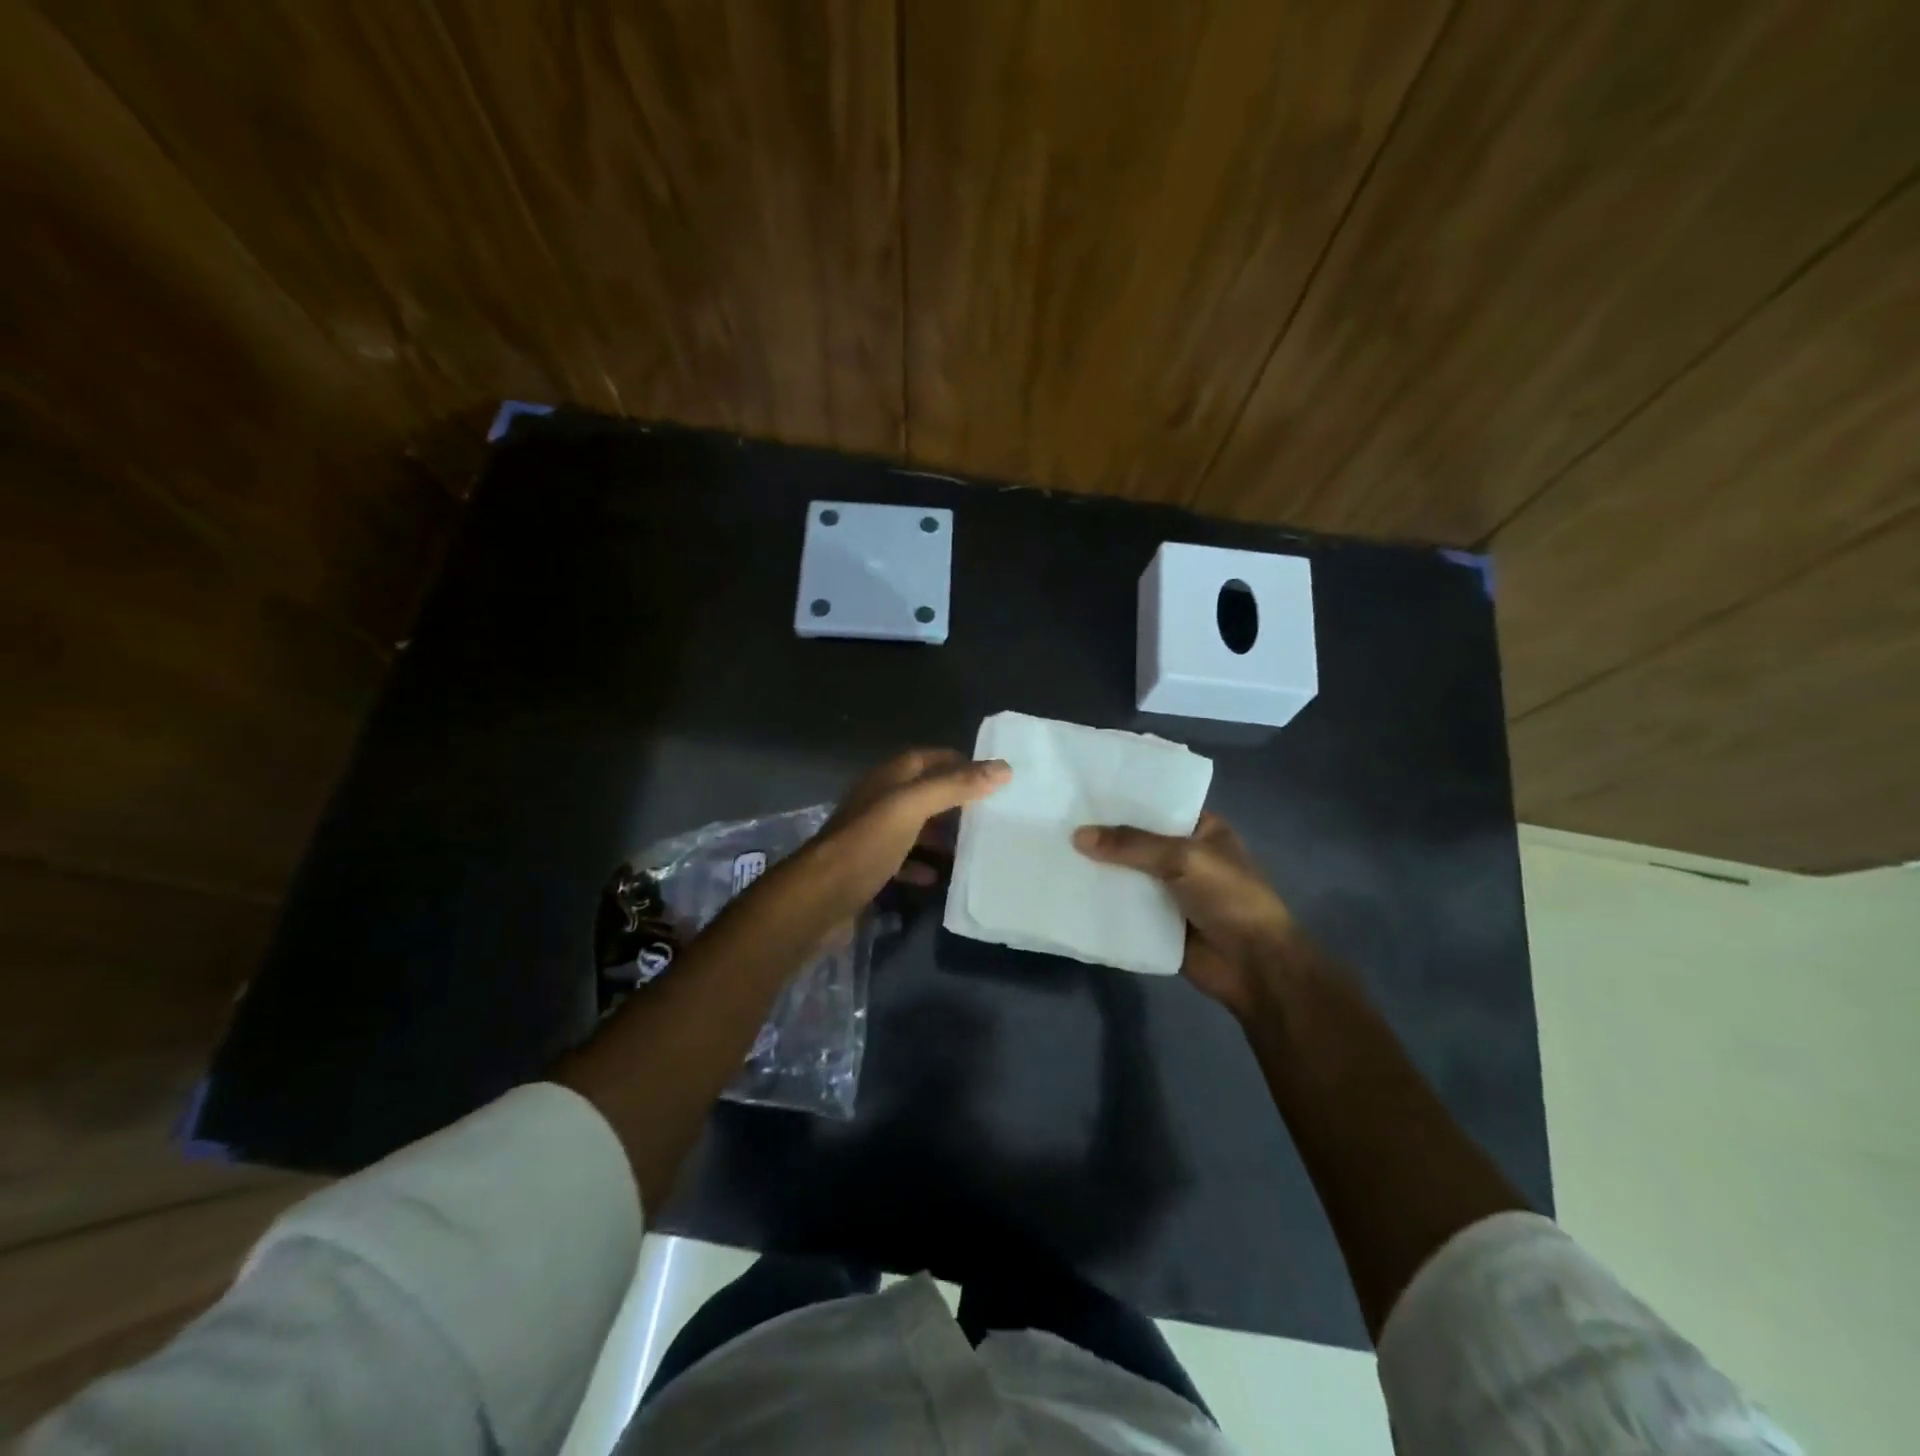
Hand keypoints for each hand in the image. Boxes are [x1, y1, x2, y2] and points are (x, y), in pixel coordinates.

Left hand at [799, 749, 1011, 922]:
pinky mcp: (869, 868)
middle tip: (993, 815)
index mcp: (888, 779)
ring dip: (942, 834)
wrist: (818, 898)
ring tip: (975, 846)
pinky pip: (903, 860)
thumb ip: (955, 786)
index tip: (995, 777)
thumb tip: (1004, 768)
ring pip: (915, 827)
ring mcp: (872, 836)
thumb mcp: (912, 808)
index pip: (929, 758)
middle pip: (924, 793)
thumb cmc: (866, 844)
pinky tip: (939, 877)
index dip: (960, 763)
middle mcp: (879, 802)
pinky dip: (922, 865)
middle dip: (956, 801)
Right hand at [1072, 813, 1307, 1017]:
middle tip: (1055, 821)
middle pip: (1136, 840)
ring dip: (1098, 869)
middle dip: (1103, 835)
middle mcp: (1183, 855)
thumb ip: (1131, 845)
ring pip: (1126, 874)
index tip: (1081, 792)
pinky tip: (1067, 891)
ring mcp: (1169, 890)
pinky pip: (1123, 906)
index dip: (1122, 799)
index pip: (1156, 804)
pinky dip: (1101, 901)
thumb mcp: (1183, 858)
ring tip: (1051, 852)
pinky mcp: (1157, 922)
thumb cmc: (1229, 897)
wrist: (1254, 965)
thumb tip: (1077, 836)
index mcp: (1200, 828)